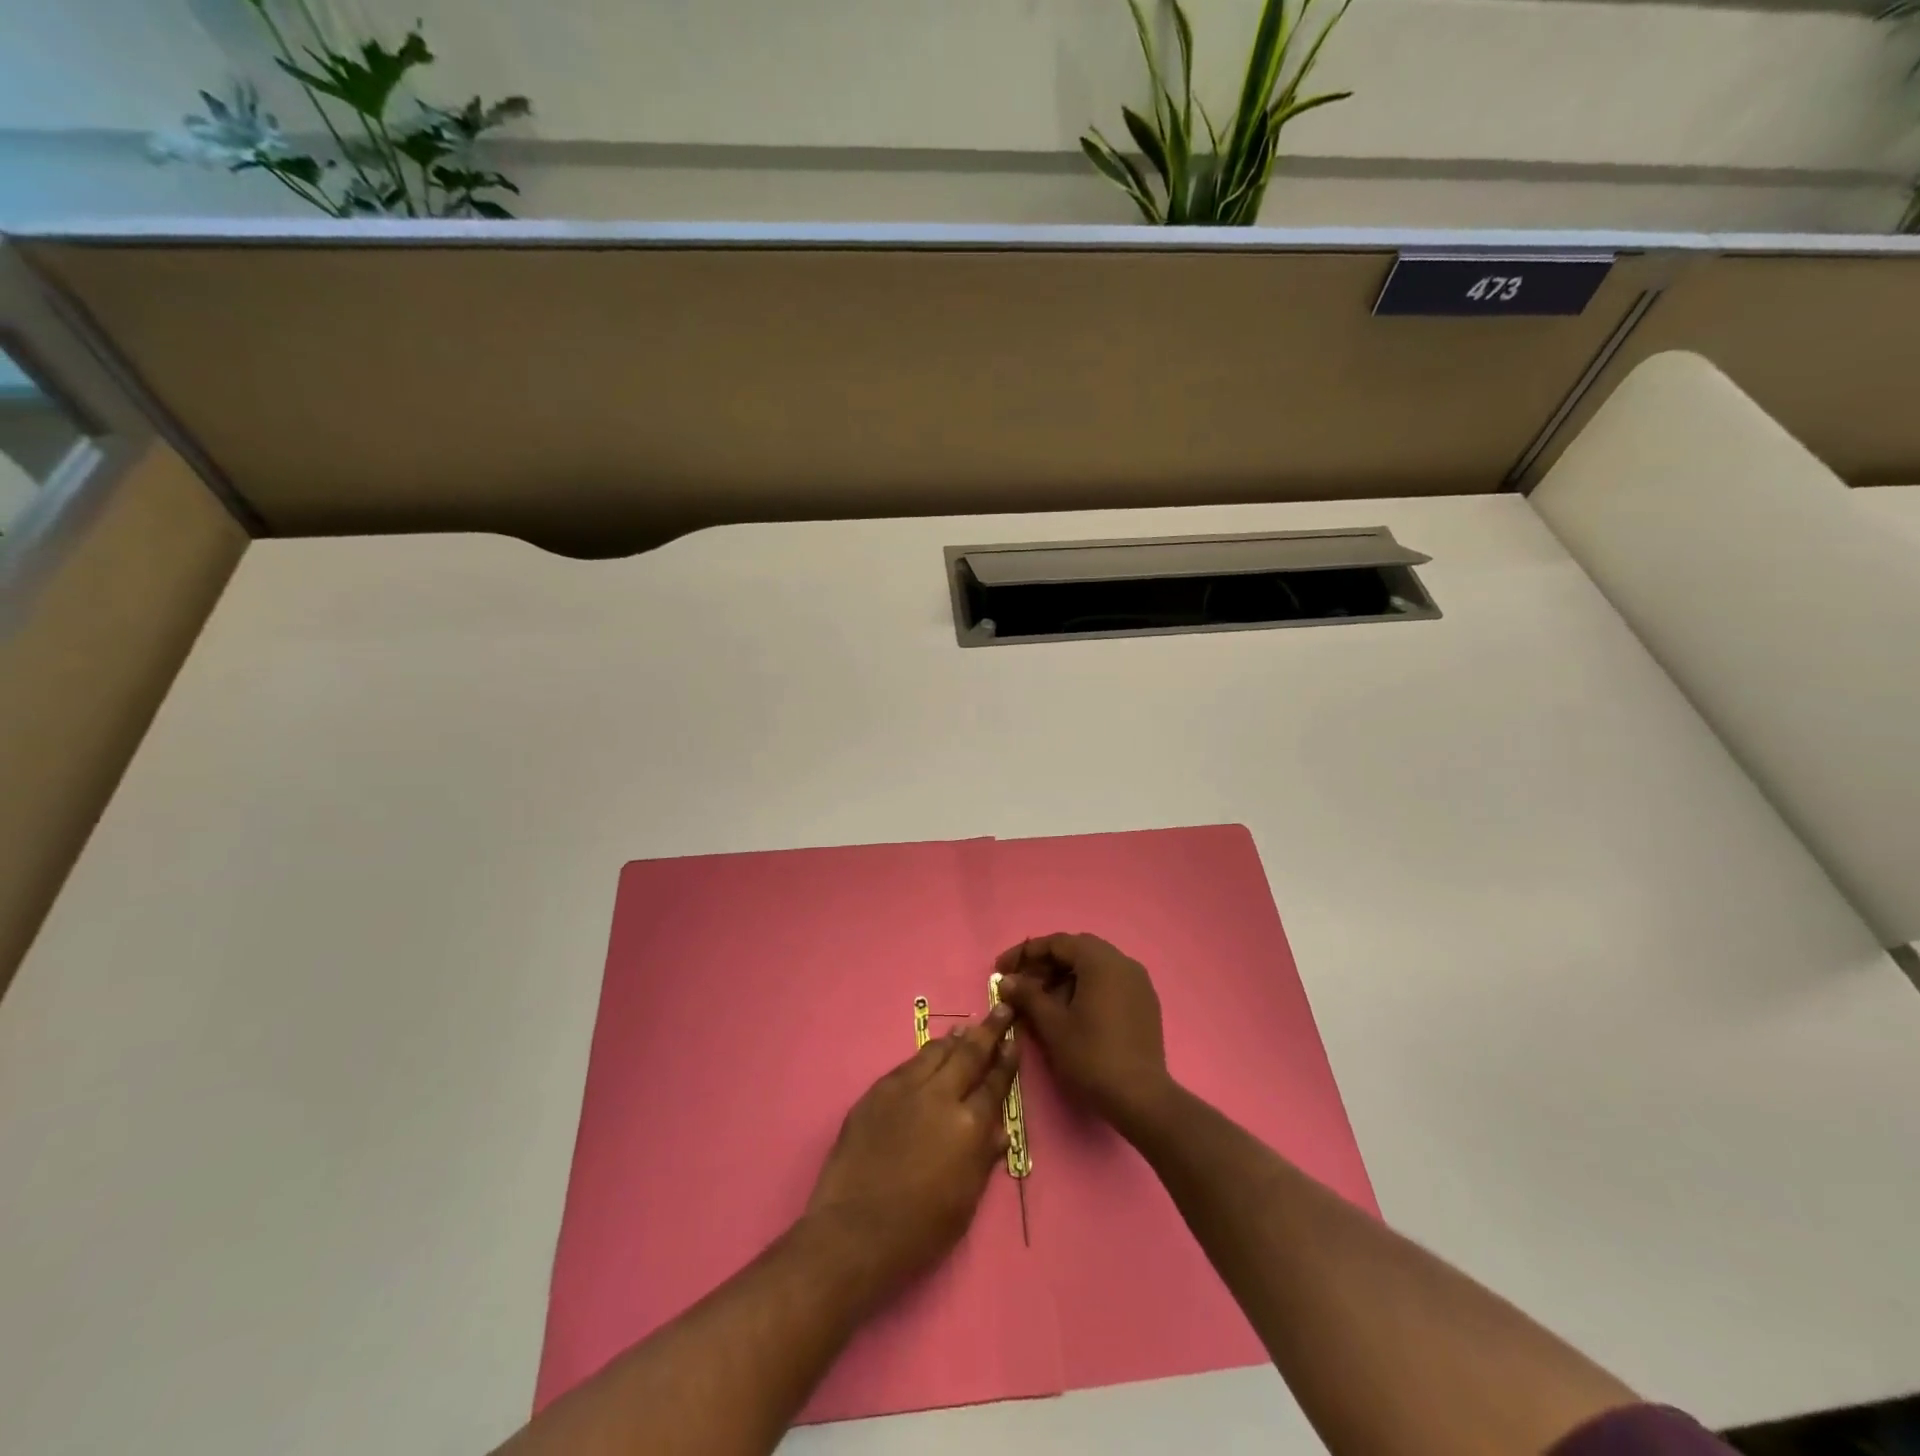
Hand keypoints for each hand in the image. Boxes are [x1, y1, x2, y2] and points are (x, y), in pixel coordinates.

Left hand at [805, 1003, 1019, 1297]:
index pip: (995, 1084)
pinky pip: (908, 1065)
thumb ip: (984, 1158)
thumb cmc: (920, 1230)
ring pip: (937, 1052)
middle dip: (988, 1030)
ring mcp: (906, 1089)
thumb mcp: (965, 1200)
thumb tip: (999, 1130)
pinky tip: (929, 1055)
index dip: (1007, 1061)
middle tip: (1000, 1009)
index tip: (1014, 1042)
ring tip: (966, 1029)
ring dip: (955, 1040)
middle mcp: (941, 1097)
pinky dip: (925, 1056)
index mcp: (969, 1126)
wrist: (854, 1230)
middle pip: (970, 1054)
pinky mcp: (878, 1091)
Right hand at [995, 933, 1174, 1137]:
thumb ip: (1028, 996)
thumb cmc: (1092, 1056)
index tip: (1001, 969)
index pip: (1057, 943)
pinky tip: (1070, 1010)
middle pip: (1077, 950)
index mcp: (1101, 961)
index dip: (1025, 953)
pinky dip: (1086, 987)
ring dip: (1065, 976)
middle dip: (1045, 964)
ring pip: (1094, 966)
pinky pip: (1109, 982)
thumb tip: (1007, 981)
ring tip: (1042, 1000)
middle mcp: (1123, 962)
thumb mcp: (1052, 1025)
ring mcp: (1138, 982)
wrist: (1141, 1098)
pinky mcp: (1145, 1002)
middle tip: (1021, 983)